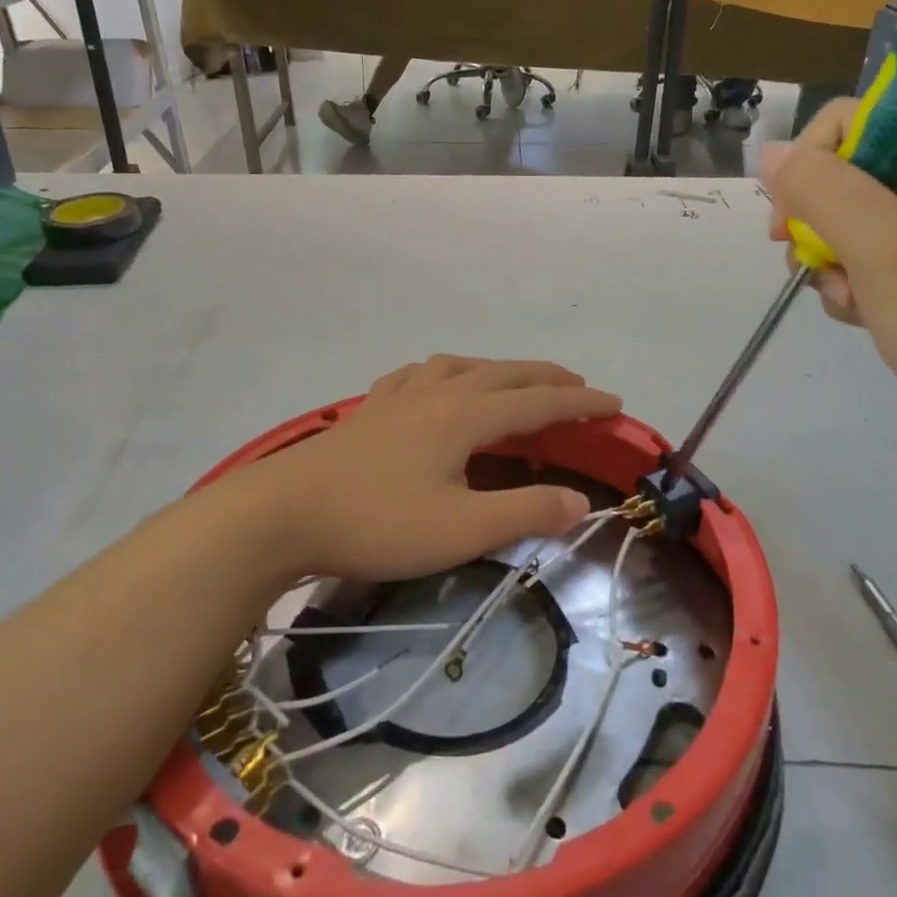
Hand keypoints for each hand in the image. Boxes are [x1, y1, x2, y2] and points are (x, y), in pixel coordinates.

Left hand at [232, 356, 620, 582]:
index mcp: (465, 415)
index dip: (581, 402)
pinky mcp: (368, 411)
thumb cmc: (377, 523)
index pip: (539, 401)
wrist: (282, 514)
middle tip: (578, 387)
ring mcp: (398, 397)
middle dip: (547, 378)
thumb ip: (525, 513)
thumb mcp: (462, 530)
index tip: (615, 404)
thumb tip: (580, 502)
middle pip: (504, 373)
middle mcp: (437, 393)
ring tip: (513, 381)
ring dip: (497, 369)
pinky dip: (444, 373)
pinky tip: (435, 384)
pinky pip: (417, 376)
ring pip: (460, 366)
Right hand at [761, 97, 896, 466]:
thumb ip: (821, 189)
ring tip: (849, 298)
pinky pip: (858, 261)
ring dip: (828, 260)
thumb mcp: (883, 245)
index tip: (790, 212)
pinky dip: (846, 286)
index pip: (860, 118)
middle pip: (845, 172)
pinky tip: (859, 314)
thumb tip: (767, 151)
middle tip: (805, 257)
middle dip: (817, 220)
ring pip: (843, 222)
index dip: (815, 158)